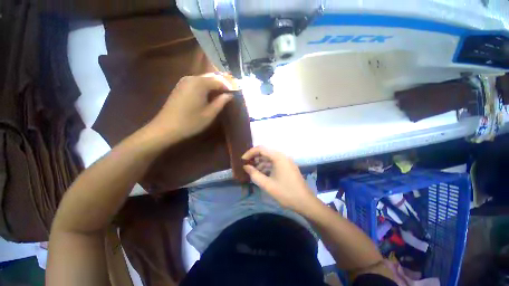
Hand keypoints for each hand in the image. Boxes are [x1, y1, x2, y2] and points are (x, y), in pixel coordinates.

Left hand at [147, 74, 233, 145]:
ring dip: (214, 86)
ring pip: (203, 79)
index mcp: (199, 83)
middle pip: (211, 77)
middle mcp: (191, 78)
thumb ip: (221, 102)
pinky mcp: (180, 86)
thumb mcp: (210, 113)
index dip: (228, 87)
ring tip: (221, 95)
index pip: (218, 81)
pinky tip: (209, 96)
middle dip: (221, 84)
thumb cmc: (191, 122)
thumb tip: (230, 95)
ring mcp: (184, 81)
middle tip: (229, 94)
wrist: (166, 128)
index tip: (235, 94)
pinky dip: (205, 87)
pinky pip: (196, 83)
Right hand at [242, 146, 317, 212]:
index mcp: (278, 157)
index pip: (261, 149)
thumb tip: (245, 166)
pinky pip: (274, 163)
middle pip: (265, 152)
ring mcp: (286, 161)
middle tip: (246, 166)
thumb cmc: (286, 193)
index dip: (250, 153)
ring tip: (252, 171)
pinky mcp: (287, 167)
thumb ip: (254, 174)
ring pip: (269, 158)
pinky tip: (261, 174)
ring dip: (260, 163)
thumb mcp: (267, 185)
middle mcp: (282, 156)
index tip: (242, 160)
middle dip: (254, 158)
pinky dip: (267, 167)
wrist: (305, 202)